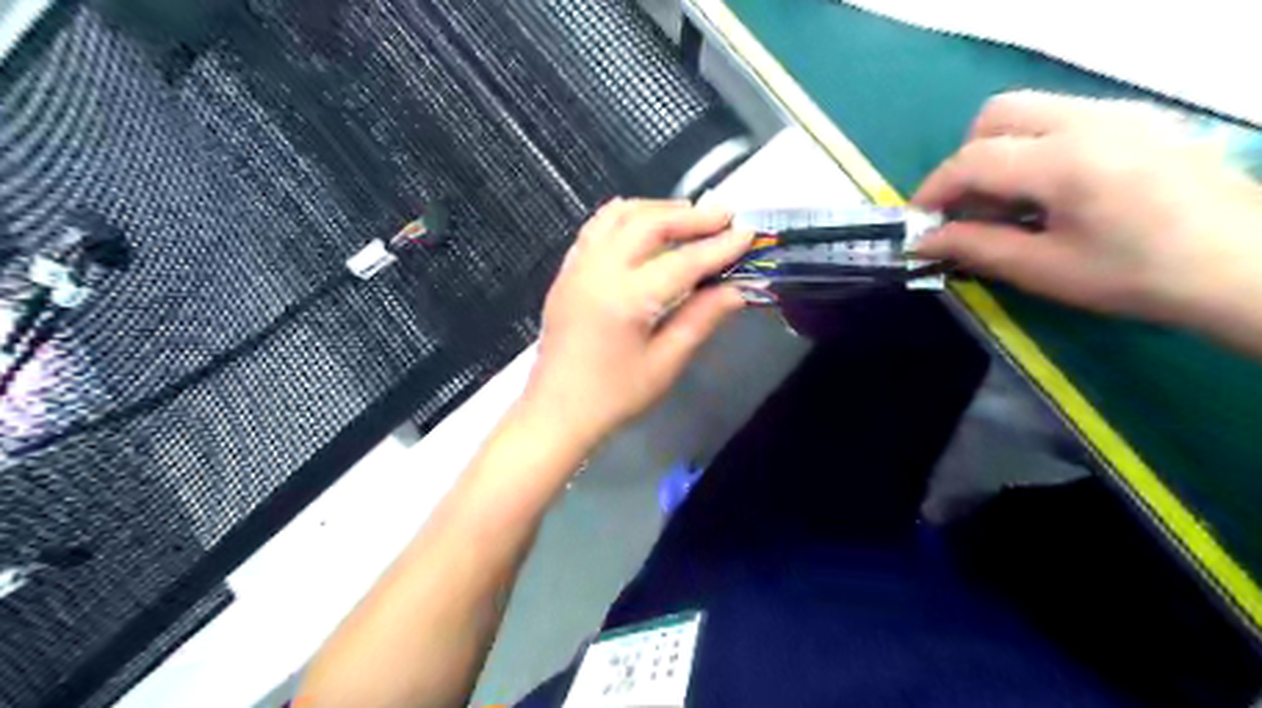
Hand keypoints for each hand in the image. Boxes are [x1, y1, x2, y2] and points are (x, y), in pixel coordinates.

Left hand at [521, 199, 751, 440]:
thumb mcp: (665, 363)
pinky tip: (644, 226)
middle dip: (690, 217)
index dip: (719, 247)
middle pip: (649, 223)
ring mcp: (577, 267)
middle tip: (724, 217)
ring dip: (657, 209)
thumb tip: (737, 290)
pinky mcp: (566, 272)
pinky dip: (625, 218)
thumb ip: (701, 319)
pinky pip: (596, 228)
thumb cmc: (614, 396)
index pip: (683, 261)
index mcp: (626, 298)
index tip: (748, 234)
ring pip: (618, 216)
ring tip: (688, 216)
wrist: (557, 412)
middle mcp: (598, 270)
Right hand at [914, 90, 1261, 326]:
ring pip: (1030, 110)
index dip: (933, 190)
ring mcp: (1119, 112)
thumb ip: (974, 248)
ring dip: (999, 151)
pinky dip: (1034, 146)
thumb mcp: (1043, 269)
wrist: (1242, 266)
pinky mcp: (1138, 119)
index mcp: (1065, 161)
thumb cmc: (1136, 276)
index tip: (918, 222)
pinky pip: (1063, 116)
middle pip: (997, 115)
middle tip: (967, 206)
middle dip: (966, 158)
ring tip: (1006, 203)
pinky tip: (1047, 191)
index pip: (973, 159)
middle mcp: (1090, 119)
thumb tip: (922, 241)